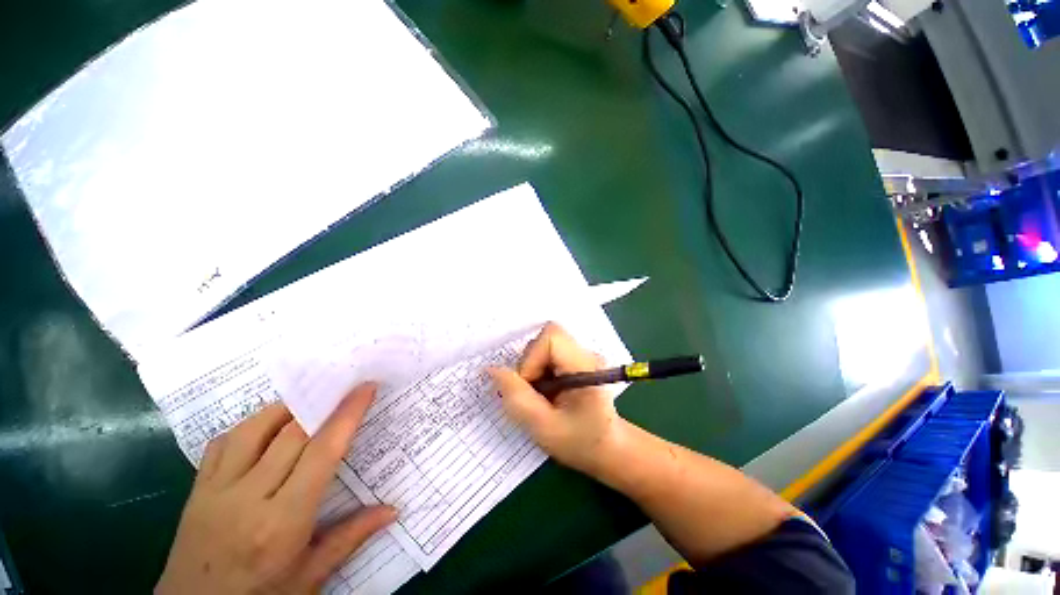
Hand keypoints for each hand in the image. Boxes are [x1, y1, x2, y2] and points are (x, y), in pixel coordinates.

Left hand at [156, 384, 395, 594]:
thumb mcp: (310, 577)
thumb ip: (351, 537)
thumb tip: (393, 510)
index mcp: (282, 522)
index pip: (321, 453)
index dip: (346, 415)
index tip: (365, 388)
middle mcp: (247, 498)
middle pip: (290, 433)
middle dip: (323, 403)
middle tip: (345, 386)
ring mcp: (216, 490)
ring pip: (253, 429)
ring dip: (287, 408)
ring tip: (310, 401)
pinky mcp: (197, 489)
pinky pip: (224, 441)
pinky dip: (251, 424)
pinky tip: (268, 425)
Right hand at [489, 322, 624, 474]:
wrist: (608, 448)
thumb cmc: (581, 442)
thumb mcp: (544, 427)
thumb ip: (517, 398)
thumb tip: (492, 369)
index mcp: (586, 366)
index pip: (551, 337)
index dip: (532, 358)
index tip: (530, 388)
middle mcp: (586, 353)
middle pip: (545, 339)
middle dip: (530, 365)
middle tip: (534, 395)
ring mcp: (581, 354)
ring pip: (543, 346)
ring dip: (532, 369)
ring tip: (542, 396)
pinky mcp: (575, 359)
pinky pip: (547, 354)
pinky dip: (538, 370)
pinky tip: (546, 391)